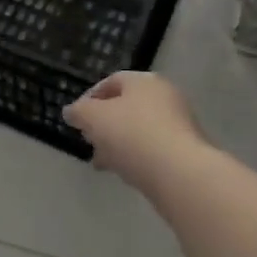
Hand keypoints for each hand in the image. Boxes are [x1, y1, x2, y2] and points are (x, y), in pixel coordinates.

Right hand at [64, 72, 204, 192]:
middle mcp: (165, 97)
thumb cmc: (133, 135)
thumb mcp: (93, 118)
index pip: (111, 82)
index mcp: (144, 81)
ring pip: (138, 130)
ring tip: (101, 162)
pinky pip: (152, 149)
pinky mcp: (185, 152)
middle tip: (88, 140)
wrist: (180, 174)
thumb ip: (79, 111)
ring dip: (117, 143)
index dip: (89, 98)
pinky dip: (135, 157)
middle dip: (103, 124)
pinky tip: (123, 172)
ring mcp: (178, 125)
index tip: (76, 118)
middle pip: (126, 107)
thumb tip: (71, 111)